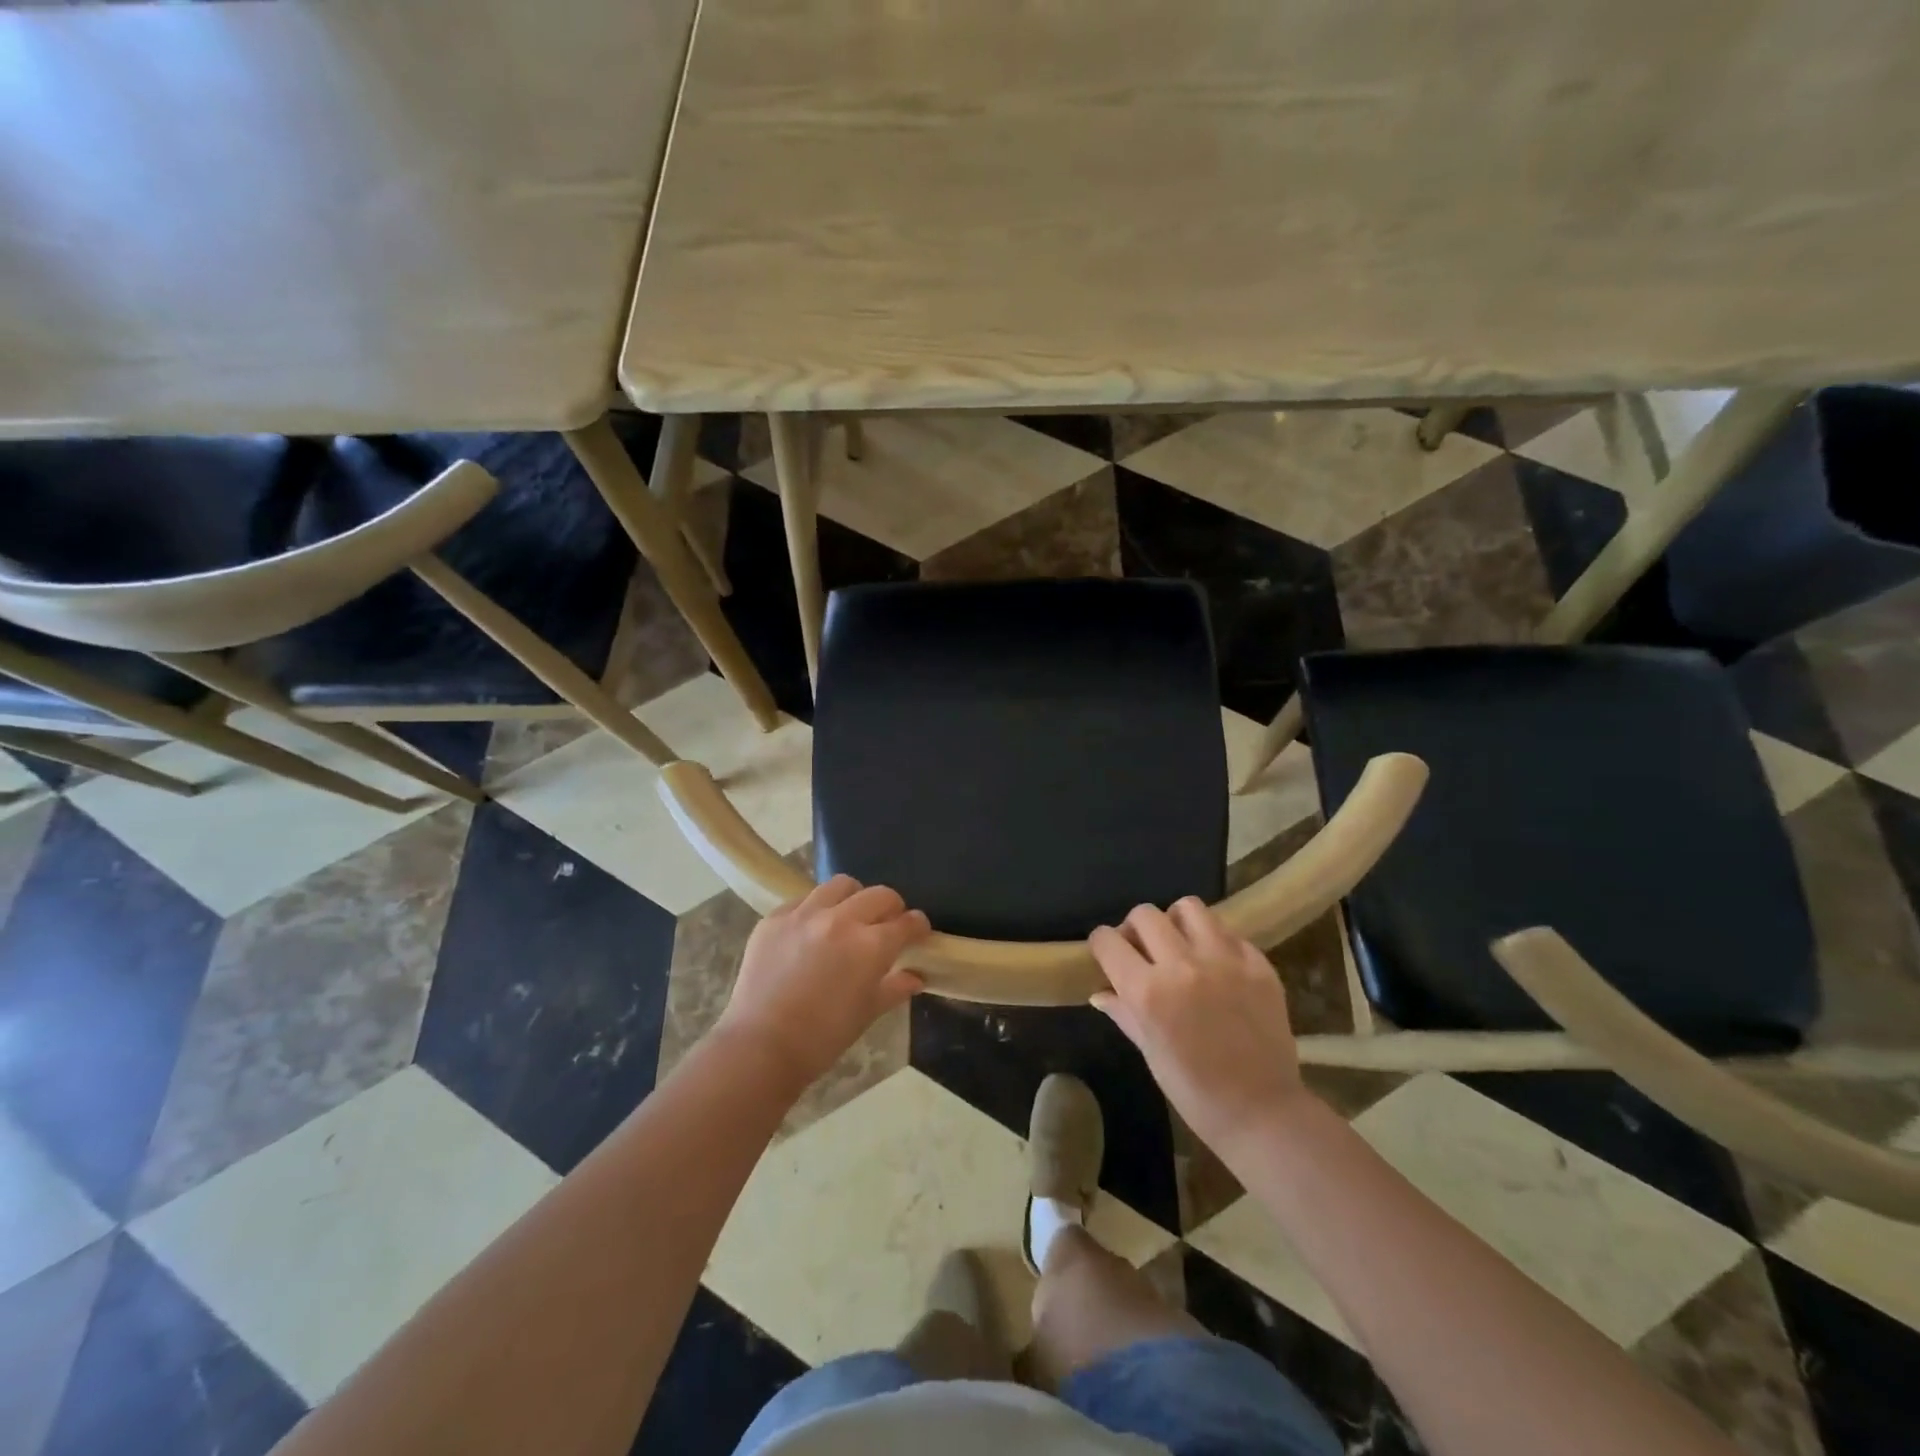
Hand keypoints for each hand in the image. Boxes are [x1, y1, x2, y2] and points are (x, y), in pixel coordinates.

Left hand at [715, 875, 930, 1088]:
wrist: (760, 1046)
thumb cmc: (822, 1037)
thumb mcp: (867, 1013)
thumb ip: (895, 988)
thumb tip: (916, 977)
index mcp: (870, 945)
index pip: (906, 923)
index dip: (917, 926)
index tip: (918, 931)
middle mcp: (841, 919)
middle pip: (878, 895)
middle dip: (891, 907)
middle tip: (887, 923)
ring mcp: (805, 914)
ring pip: (840, 885)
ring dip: (853, 898)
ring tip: (848, 916)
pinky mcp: (775, 918)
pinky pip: (802, 900)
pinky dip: (815, 909)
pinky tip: (811, 929)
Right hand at [1089, 898, 1313, 1154]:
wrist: (1262, 1111)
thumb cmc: (1194, 1090)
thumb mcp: (1149, 1051)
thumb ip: (1124, 1011)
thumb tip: (1100, 992)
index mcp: (1149, 991)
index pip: (1108, 940)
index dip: (1102, 945)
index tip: (1107, 954)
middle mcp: (1183, 964)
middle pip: (1145, 914)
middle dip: (1135, 929)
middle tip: (1143, 951)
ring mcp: (1225, 960)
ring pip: (1189, 908)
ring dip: (1176, 922)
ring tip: (1181, 946)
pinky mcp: (1258, 964)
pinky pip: (1228, 932)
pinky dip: (1215, 942)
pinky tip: (1217, 966)